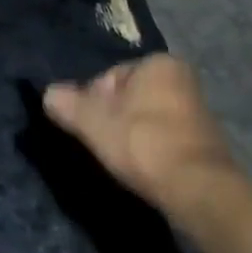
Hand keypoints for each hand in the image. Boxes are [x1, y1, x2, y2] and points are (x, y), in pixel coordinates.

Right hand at [43, 55, 241, 214]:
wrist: (197, 189)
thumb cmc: (142, 143)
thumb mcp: (93, 121)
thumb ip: (67, 104)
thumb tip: (49, 94)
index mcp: (159, 63)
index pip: (109, 76)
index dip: (93, 101)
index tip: (90, 126)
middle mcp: (182, 79)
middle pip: (127, 97)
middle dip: (112, 117)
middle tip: (103, 143)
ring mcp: (197, 111)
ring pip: (145, 118)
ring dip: (130, 134)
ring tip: (122, 158)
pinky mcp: (203, 141)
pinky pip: (162, 137)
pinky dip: (149, 149)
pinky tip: (142, 167)